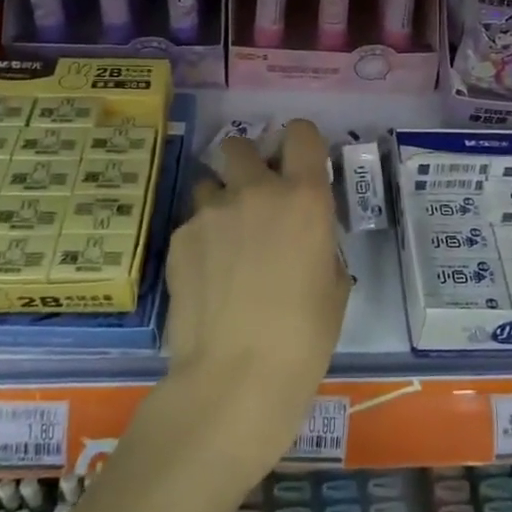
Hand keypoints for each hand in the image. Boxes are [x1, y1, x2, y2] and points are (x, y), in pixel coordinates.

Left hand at [160, 120, 349, 480]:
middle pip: (239, 145)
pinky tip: (205, 279)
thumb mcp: (334, 285)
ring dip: (218, 203)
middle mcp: (254, 191)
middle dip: (245, 163)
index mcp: (303, 197)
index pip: (301, 133)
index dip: (300, 142)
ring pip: (208, 185)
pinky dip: (200, 241)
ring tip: (223, 245)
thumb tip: (302, 236)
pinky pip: (191, 224)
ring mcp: (209, 212)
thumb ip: (318, 242)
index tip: (297, 162)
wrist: (236, 378)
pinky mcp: (178, 239)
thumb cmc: (304, 338)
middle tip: (251, 199)